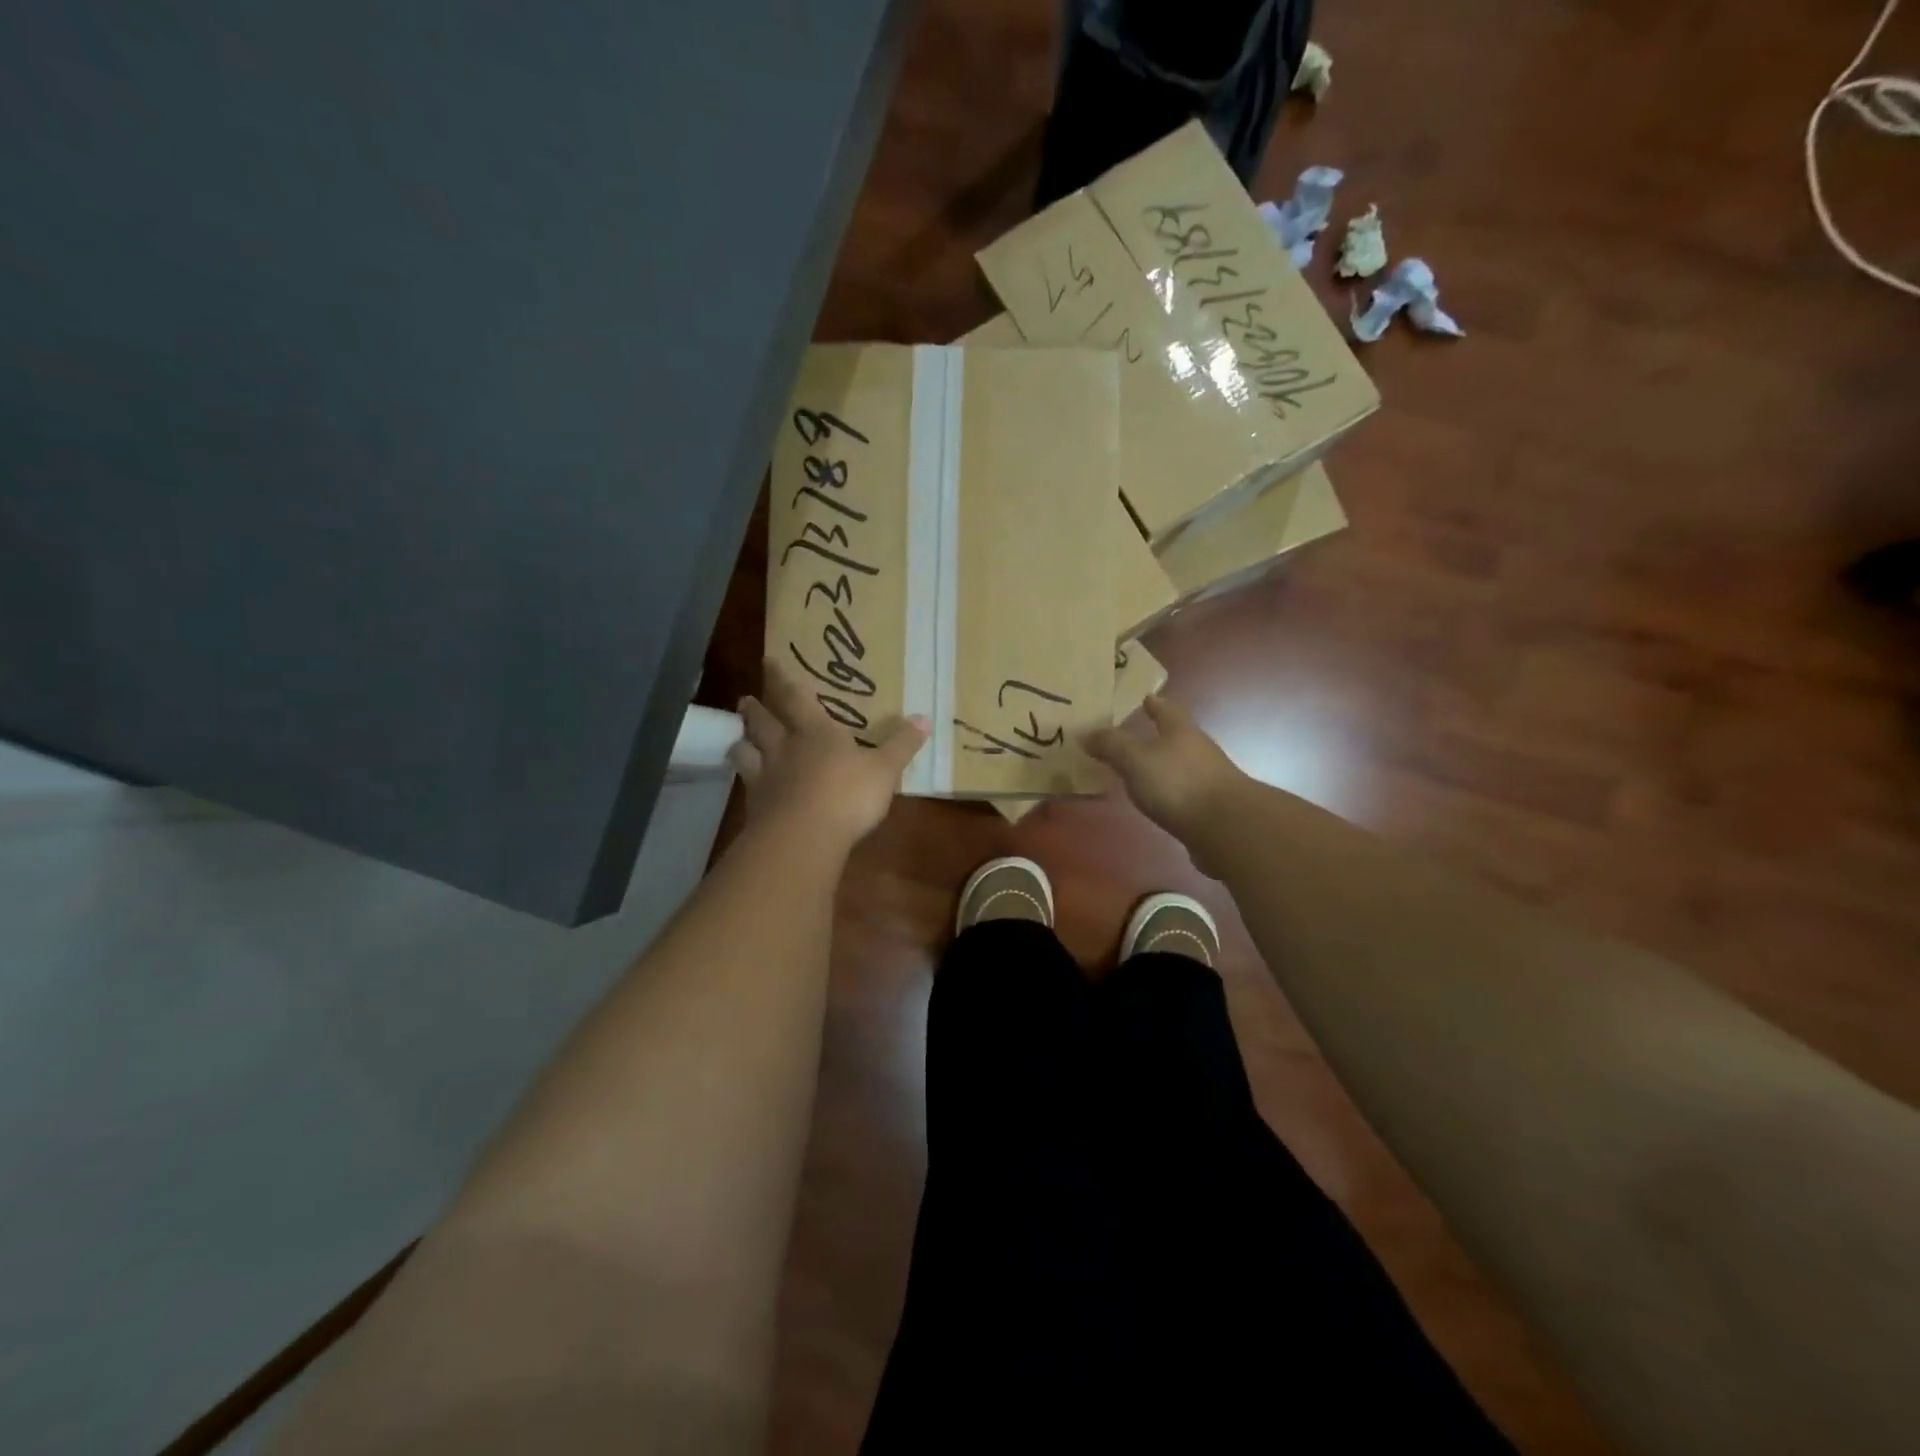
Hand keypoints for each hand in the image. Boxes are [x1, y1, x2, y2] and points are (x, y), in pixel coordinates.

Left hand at [729, 659, 927, 850]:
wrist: (804, 836)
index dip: (783, 678)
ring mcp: (766, 776)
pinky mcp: (756, 807)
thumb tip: (924, 718)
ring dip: (742, 742)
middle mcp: (785, 747)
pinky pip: (746, 786)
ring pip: (746, 751)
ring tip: (738, 739)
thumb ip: (902, 745)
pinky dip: (745, 781)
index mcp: (817, 731)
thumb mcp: (885, 769)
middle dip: (755, 709)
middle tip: (745, 699)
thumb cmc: (848, 794)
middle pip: (764, 722)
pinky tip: (748, 786)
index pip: (796, 697)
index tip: (769, 661)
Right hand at [1084, 694, 1245, 846]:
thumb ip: (1111, 745)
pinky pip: (1182, 791)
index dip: (1154, 703)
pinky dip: (1167, 791)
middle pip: (1175, 736)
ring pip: (1179, 764)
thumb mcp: (1135, 759)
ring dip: (1160, 765)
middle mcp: (1197, 749)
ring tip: (1136, 770)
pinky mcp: (1209, 807)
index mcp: (1180, 730)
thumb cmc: (1178, 783)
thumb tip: (1086, 733)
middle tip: (1130, 735)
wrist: (1226, 828)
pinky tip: (1155, 800)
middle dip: (1156, 734)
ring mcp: (1207, 779)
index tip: (1144, 698)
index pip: (1166, 709)